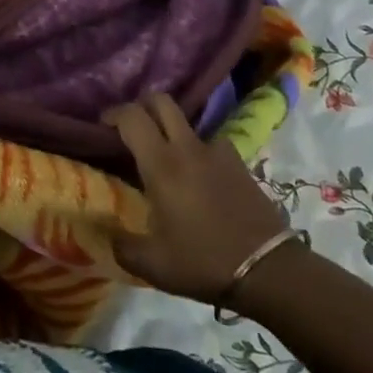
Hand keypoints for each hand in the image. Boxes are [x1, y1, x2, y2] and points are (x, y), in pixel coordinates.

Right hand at [107, 92, 289, 304]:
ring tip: (166, 157)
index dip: (113, 114)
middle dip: (142, 106)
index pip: (132, 117)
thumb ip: (121, 246)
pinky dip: (199, 151)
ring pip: (188, 123)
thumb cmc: (204, 262)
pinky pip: (211, 144)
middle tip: (132, 129)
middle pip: (162, 102)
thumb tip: (103, 233)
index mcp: (161, 165)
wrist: (269, 270)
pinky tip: (198, 176)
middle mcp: (188, 148)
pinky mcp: (240, 164)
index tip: (102, 127)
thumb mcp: (153, 265)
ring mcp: (218, 152)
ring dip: (172, 130)